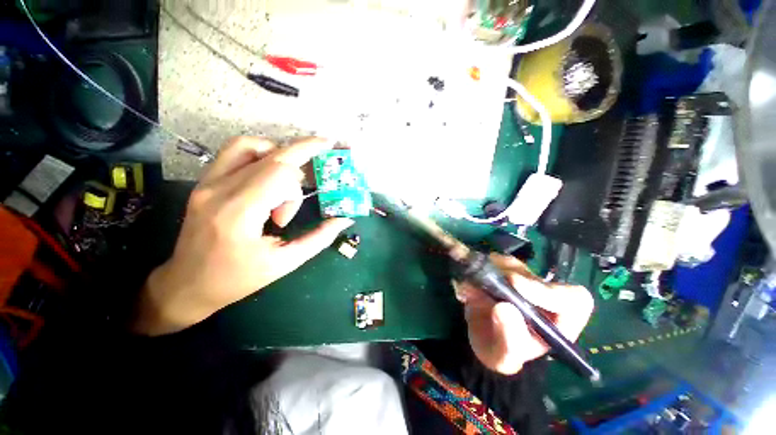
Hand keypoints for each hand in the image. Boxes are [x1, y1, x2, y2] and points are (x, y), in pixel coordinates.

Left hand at [135, 137, 353, 335]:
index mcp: (239, 213)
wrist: (187, 284)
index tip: (293, 213)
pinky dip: (260, 156)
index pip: (280, 172)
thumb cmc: (237, 279)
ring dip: (279, 157)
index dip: (298, 187)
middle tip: (319, 162)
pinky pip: (235, 152)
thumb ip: (319, 238)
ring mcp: (208, 183)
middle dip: (301, 159)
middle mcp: (220, 190)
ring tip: (284, 184)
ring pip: (251, 145)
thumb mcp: (285, 263)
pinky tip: (267, 178)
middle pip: (272, 155)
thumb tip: (344, 219)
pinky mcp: (205, 182)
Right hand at [454, 254, 593, 374]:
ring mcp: (520, 278)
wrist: (481, 339)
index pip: (572, 298)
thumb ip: (509, 340)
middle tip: (480, 283)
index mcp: (559, 319)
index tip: (515, 285)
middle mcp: (542, 294)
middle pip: (530, 274)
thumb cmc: (500, 352)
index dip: (546, 290)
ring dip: (485, 272)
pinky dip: (474, 270)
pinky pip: (487, 262)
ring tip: (468, 290)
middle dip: (504, 277)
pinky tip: (464, 287)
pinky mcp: (500, 270)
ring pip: (508, 263)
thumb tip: (503, 308)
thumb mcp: (504, 356)